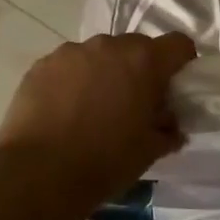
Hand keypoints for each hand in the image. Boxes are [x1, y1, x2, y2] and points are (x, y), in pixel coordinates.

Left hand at [0, 32, 197, 201]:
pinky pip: (68, 66)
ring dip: (104, 73)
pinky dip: (73, 81)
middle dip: (140, 69)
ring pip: (99, 55)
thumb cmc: (105, 161)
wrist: (38, 174)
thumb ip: (167, 130)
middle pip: (137, 47)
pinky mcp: (41, 65)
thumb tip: (170, 126)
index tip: (173, 88)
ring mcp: (71, 52)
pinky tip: (64, 112)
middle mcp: (109, 46)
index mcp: (144, 61)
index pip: (178, 45)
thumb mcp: (150, 151)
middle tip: (133, 103)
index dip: (181, 64)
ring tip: (93, 108)